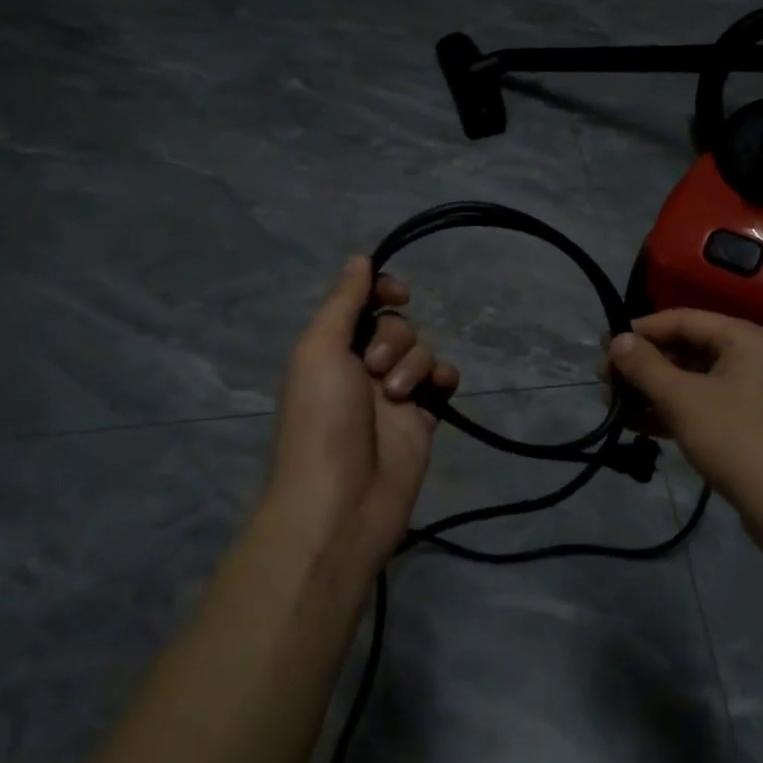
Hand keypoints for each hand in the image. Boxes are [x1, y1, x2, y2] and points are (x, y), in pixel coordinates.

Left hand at [269, 257, 458, 577]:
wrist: (341, 504)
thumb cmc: (321, 421)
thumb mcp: (320, 350)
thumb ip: (343, 303)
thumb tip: (360, 257)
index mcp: (331, 349)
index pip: (363, 304)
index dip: (381, 291)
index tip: (396, 293)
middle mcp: (361, 367)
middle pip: (396, 325)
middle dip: (394, 338)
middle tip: (375, 370)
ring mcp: (394, 395)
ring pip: (422, 351)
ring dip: (415, 364)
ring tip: (398, 396)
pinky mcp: (421, 420)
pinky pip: (442, 382)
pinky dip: (442, 378)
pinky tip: (437, 389)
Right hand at [606, 308, 762, 533]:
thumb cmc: (735, 439)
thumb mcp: (682, 399)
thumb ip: (645, 366)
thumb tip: (616, 340)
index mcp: (743, 338)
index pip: (682, 319)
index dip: (640, 331)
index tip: (604, 347)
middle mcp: (748, 356)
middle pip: (685, 348)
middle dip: (642, 364)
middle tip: (604, 380)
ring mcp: (748, 391)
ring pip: (689, 379)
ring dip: (651, 389)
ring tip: (613, 403)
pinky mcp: (743, 422)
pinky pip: (699, 403)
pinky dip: (669, 410)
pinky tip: (635, 423)